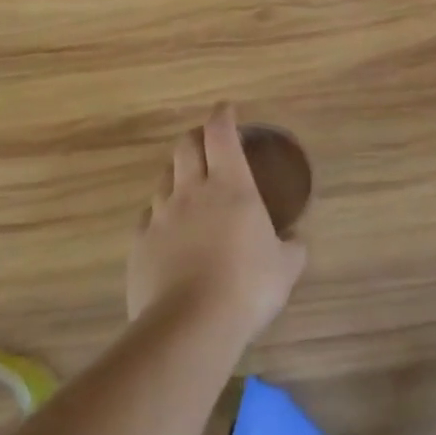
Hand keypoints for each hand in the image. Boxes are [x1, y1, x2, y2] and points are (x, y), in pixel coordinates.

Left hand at [127, 105, 306, 346]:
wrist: (189, 326)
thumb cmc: (248, 286)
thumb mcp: (286, 267)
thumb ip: (292, 247)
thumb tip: (295, 240)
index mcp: (231, 186)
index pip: (221, 134)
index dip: (223, 116)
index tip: (226, 108)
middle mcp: (192, 191)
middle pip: (186, 147)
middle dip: (196, 137)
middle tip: (208, 142)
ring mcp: (161, 216)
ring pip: (164, 179)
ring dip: (177, 174)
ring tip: (188, 185)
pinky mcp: (140, 244)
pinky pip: (148, 216)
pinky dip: (160, 213)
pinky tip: (168, 227)